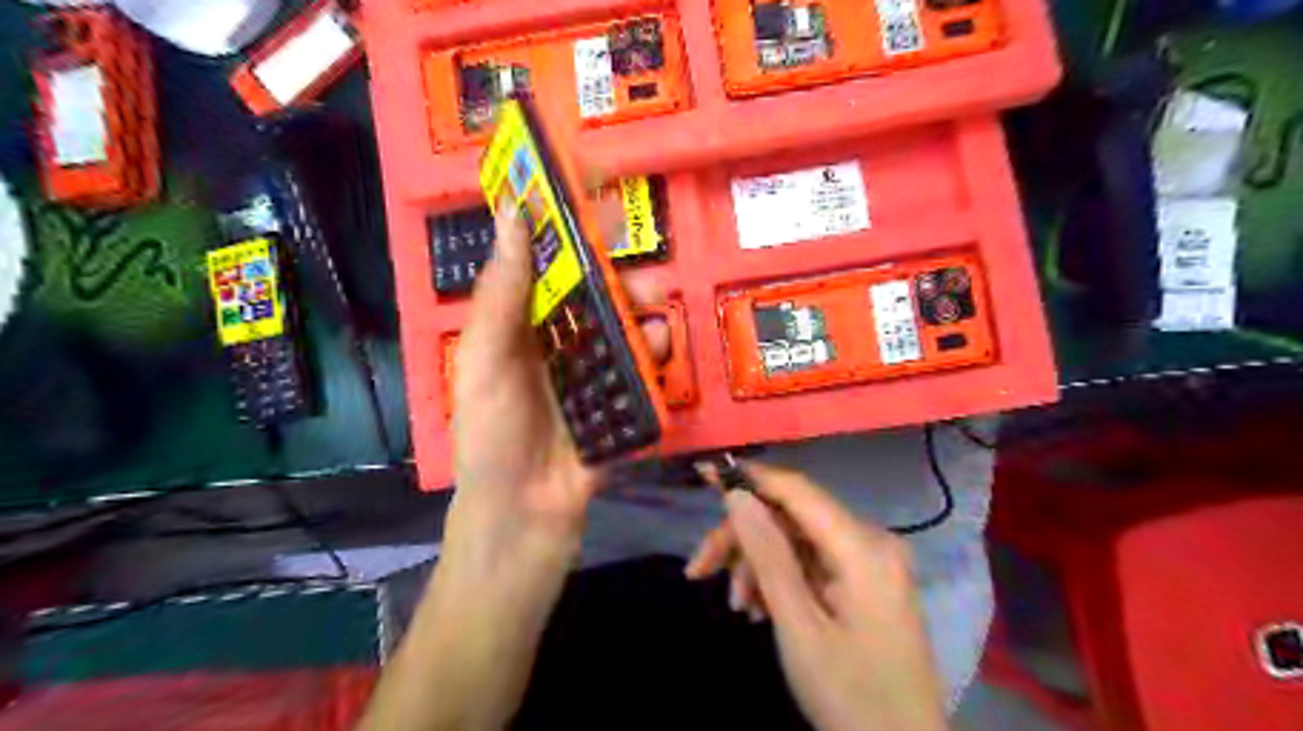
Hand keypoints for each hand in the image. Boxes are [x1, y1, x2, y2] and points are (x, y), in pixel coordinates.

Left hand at [452, 206, 670, 563]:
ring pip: (621, 330)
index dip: (567, 236)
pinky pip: (640, 370)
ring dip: (642, 313)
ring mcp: (590, 375)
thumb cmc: (493, 436)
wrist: (524, 517)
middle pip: (592, 298)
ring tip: (657, 307)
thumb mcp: (487, 360)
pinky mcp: (618, 404)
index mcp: (519, 330)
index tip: (597, 203)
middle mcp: (556, 345)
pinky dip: (654, 354)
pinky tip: (664, 346)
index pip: (545, 269)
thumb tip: (512, 213)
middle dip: (619, 278)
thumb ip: (503, 293)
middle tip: (643, 268)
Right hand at [686, 462, 952, 730]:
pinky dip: (780, 580)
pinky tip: (760, 609)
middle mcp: (872, 541)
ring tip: (737, 605)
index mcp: (863, 547)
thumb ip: (768, 555)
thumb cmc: (850, 695)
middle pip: (792, 518)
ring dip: (758, 565)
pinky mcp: (865, 581)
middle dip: (744, 540)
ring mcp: (871, 561)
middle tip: (699, 570)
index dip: (749, 477)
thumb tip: (738, 495)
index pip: (797, 490)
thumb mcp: (798, 626)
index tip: (705, 471)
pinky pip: (812, 563)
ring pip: (797, 541)